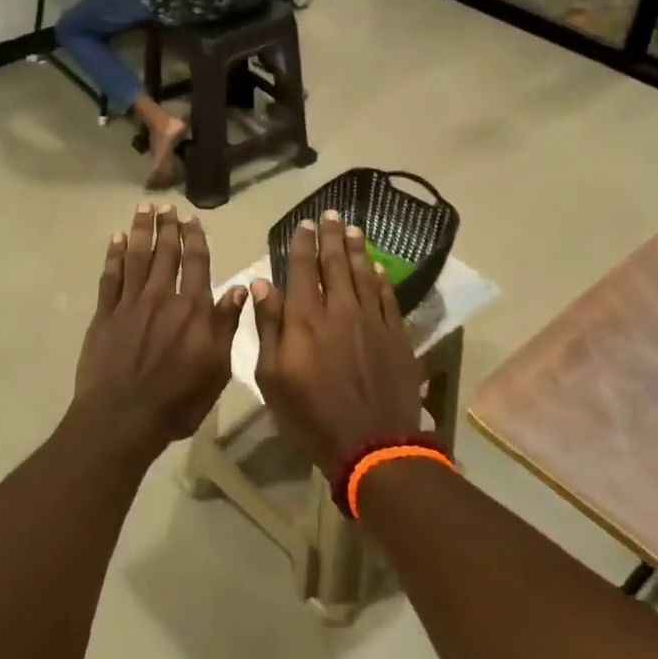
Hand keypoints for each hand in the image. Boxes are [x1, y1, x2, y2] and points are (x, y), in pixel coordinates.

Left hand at [73, 205, 246, 449]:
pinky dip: (114, 255)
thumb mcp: (217, 369)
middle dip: (167, 227)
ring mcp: (130, 304)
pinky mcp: (104, 314)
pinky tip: (117, 239)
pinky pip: (110, 277)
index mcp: (193, 310)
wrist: (122, 418)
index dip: (194, 239)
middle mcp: (162, 297)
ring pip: (137, 257)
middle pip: (166, 253)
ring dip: (142, 230)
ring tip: (144, 208)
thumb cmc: (177, 401)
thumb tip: (242, 288)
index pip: (197, 264)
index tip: (192, 219)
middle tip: (166, 206)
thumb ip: (226, 325)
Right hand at [252, 213, 422, 479]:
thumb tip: (261, 284)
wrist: (372, 445)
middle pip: (335, 263)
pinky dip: (380, 278)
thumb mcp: (272, 377)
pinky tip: (377, 267)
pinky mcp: (396, 336)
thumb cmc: (311, 416)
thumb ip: (268, 327)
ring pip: (363, 274)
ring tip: (353, 229)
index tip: (304, 224)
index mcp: (304, 319)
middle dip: (331, 236)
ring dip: (356, 249)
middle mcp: (339, 310)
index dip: (302, 244)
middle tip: (331, 214)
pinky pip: (387, 297)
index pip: (301, 269)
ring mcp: (371, 321)